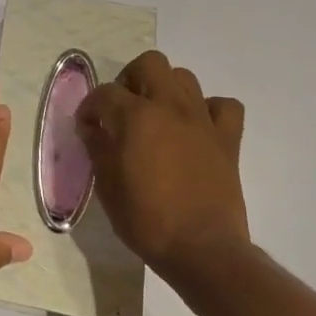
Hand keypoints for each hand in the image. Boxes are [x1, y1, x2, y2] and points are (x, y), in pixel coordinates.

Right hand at [77, 50, 249, 281]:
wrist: (203, 251)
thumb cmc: (147, 220)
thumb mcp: (107, 186)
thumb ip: (97, 147)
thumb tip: (92, 127)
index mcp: (135, 116)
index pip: (104, 93)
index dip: (90, 107)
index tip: (87, 127)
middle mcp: (169, 106)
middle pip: (149, 64)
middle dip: (130, 80)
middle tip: (123, 108)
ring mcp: (202, 120)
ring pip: (184, 77)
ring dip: (166, 89)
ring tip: (157, 115)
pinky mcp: (228, 139)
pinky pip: (224, 106)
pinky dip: (210, 110)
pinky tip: (197, 128)